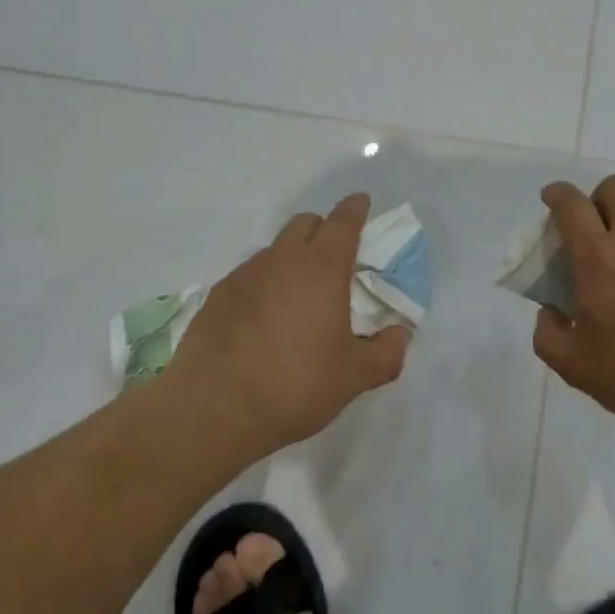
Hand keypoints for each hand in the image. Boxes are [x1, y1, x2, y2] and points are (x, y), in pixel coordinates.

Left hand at [165, 193, 411, 454]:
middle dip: (324, 230)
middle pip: (306, 223)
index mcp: (322, 268)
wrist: (214, 410)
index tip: (361, 203)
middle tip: (336, 260)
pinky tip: (265, 318)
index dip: (355, 209)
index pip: (343, 221)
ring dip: (292, 258)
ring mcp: (244, 275)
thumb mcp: (355, 376)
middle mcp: (282, 259)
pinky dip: (265, 283)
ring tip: (300, 296)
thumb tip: (400, 335)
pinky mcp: (217, 296)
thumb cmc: (296, 385)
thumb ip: (386, 352)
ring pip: (275, 249)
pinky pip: (249, 275)